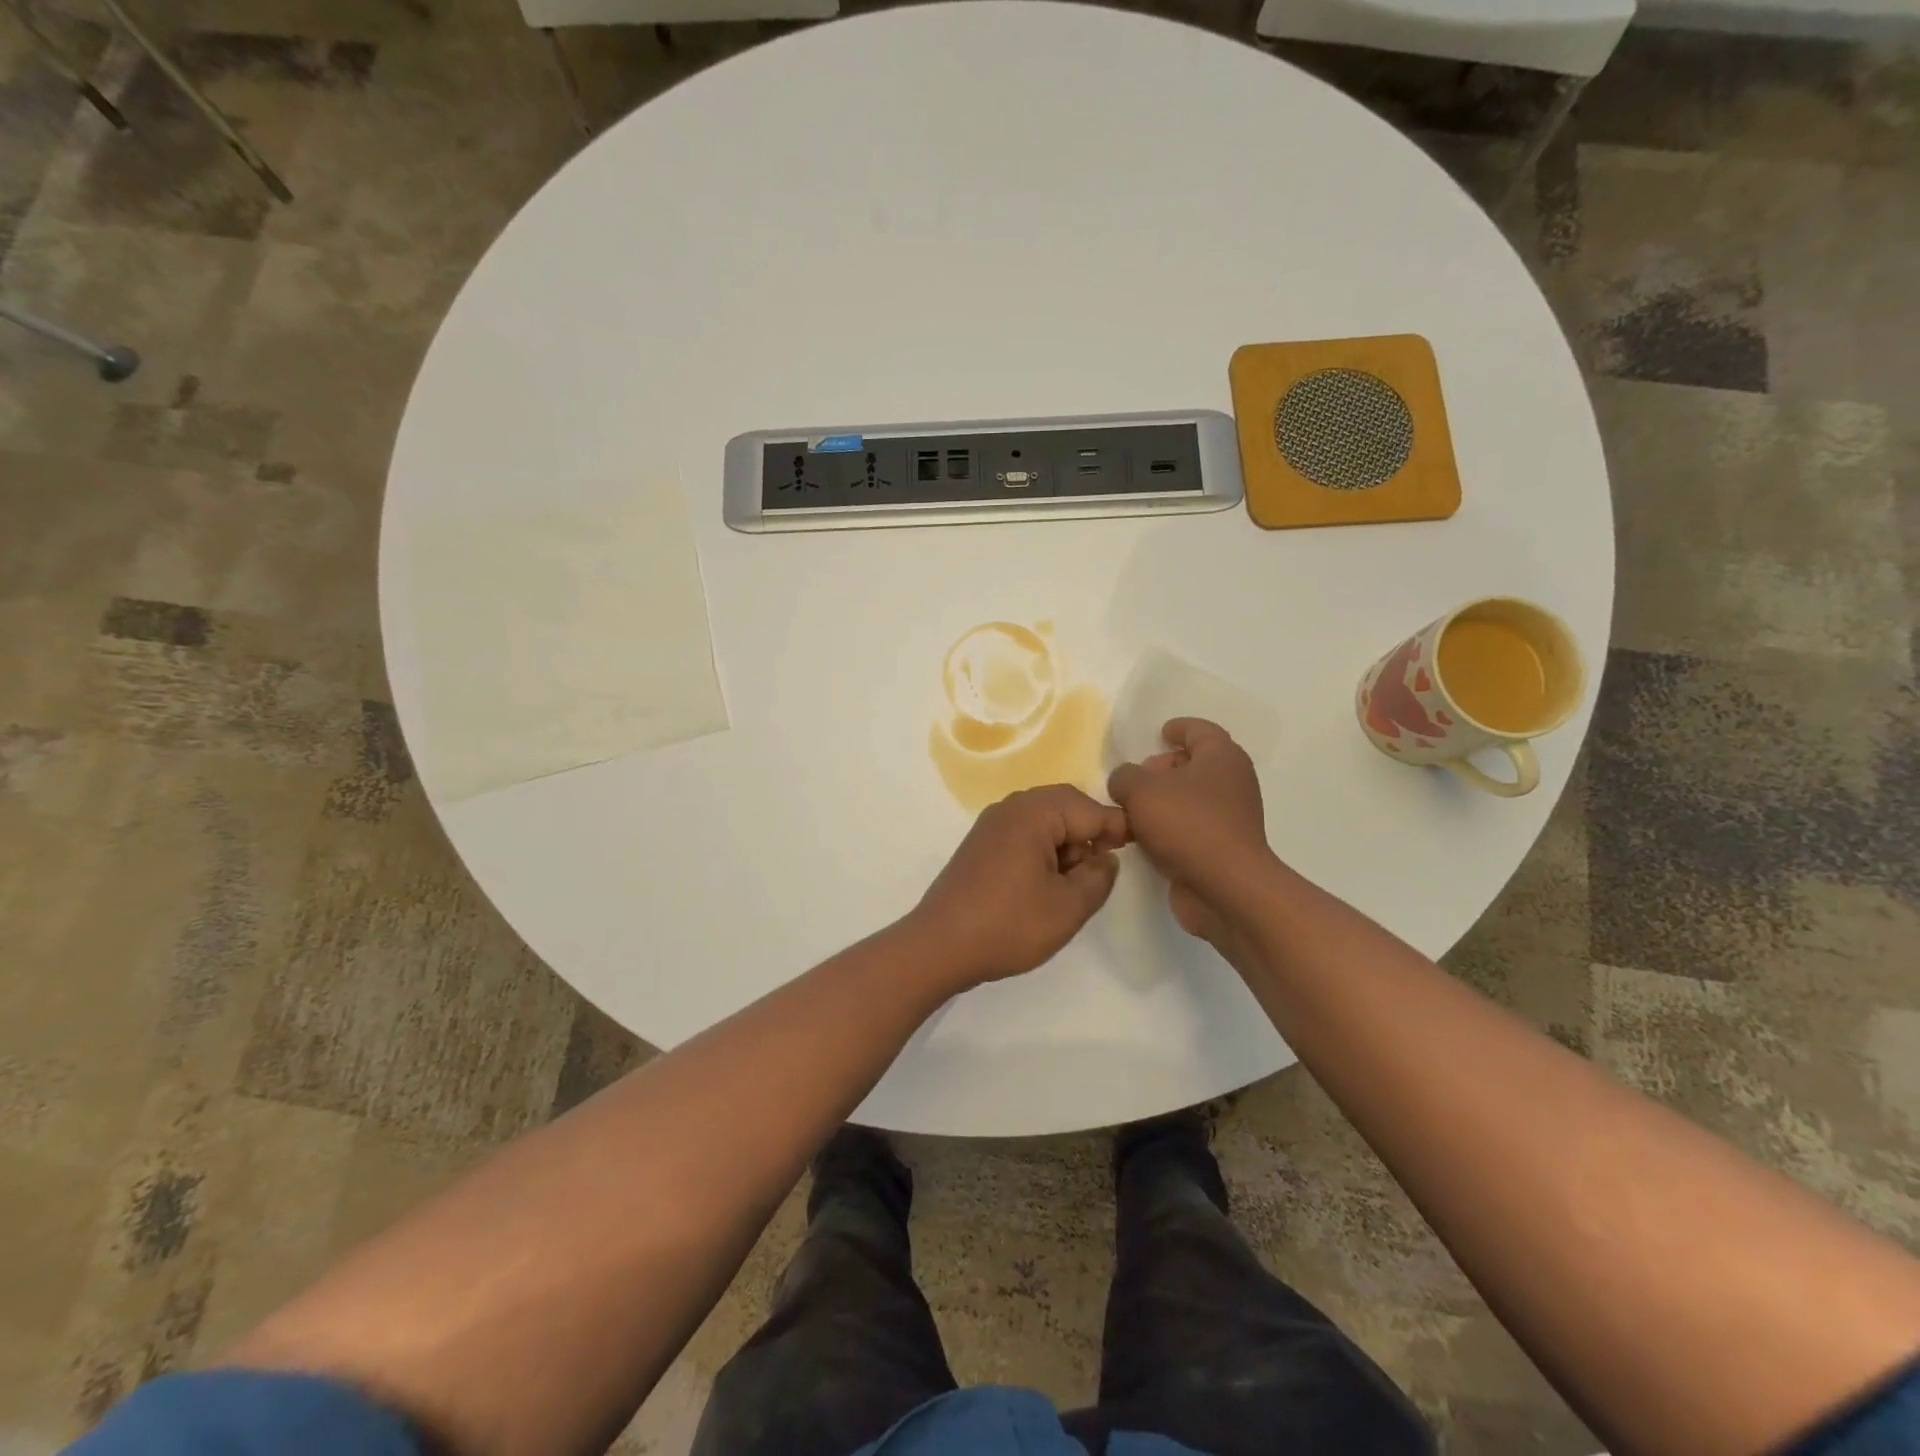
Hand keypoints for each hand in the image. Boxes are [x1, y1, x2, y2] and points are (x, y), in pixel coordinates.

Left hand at [908, 785, 1130, 988]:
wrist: (939, 946)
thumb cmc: (1009, 924)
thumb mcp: (1068, 907)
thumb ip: (1099, 877)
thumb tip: (1105, 858)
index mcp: (1033, 812)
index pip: (1089, 808)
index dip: (1117, 828)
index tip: (1139, 850)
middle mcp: (1010, 808)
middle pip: (1065, 807)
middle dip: (1089, 835)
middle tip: (1101, 871)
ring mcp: (991, 826)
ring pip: (1044, 822)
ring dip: (1066, 845)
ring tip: (1072, 885)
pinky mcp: (980, 846)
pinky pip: (1024, 835)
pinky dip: (1043, 852)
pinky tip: (1045, 885)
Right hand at [1107, 718, 1271, 941]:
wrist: (1226, 888)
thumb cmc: (1187, 824)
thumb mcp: (1140, 790)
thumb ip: (1124, 777)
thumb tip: (1125, 782)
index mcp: (1221, 757)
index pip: (1200, 730)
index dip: (1179, 728)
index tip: (1161, 732)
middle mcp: (1232, 782)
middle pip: (1195, 764)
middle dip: (1164, 768)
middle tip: (1137, 778)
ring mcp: (1231, 817)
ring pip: (1192, 798)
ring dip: (1164, 801)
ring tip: (1132, 810)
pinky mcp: (1223, 848)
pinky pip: (1192, 827)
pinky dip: (1170, 827)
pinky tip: (1145, 838)